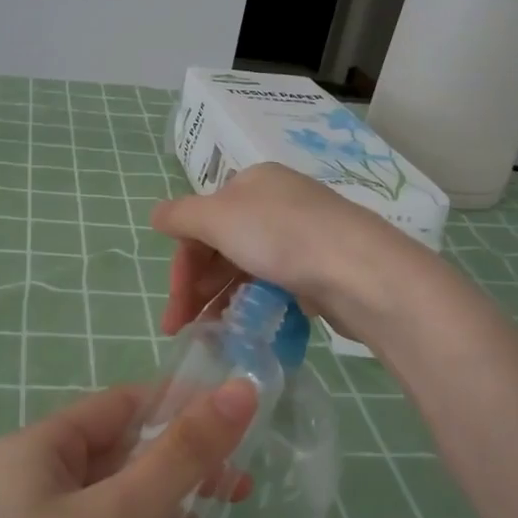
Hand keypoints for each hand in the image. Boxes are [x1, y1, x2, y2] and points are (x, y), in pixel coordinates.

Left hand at [0, 378, 258, 517]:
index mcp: (42, 448)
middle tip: (241, 490)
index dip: (181, 406)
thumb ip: (184, 453)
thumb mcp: (119, 516)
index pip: (122, 404)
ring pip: (120, 510)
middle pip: (125, 458)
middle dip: (184, 475)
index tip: (241, 423)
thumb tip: (242, 388)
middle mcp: (36, 482)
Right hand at [152, 163, 426, 339]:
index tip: (174, 310)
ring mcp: (299, 236)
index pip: (200, 222)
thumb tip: (156, 216)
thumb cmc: (283, 237)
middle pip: (220, 246)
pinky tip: (246, 327)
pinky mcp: (318, 267)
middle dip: (196, 287)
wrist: (361, 272)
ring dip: (220, 299)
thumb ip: (180, 216)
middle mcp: (275, 203)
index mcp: (251, 183)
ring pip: (244, 267)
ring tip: (212, 334)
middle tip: (184, 328)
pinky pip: (272, 284)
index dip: (181, 266)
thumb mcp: (219, 217)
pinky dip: (252, 303)